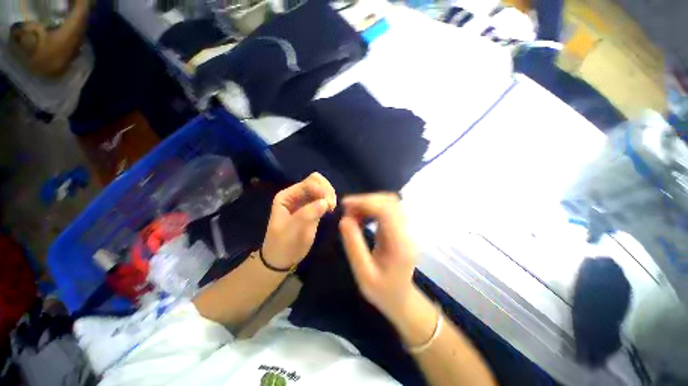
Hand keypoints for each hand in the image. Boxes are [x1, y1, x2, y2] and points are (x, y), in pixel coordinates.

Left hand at [262, 173, 335, 269]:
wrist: (281, 259)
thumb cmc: (284, 246)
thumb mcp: (293, 232)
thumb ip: (307, 215)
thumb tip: (325, 202)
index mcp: (286, 196)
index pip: (308, 183)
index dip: (321, 190)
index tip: (329, 206)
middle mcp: (295, 195)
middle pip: (316, 181)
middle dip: (326, 190)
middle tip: (331, 206)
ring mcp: (303, 200)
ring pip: (321, 187)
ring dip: (329, 195)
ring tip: (331, 209)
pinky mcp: (311, 207)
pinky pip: (322, 196)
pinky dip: (329, 200)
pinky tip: (330, 210)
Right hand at [339, 193, 416, 322]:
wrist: (401, 298)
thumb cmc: (382, 291)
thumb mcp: (363, 274)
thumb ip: (353, 246)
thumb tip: (344, 220)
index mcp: (400, 244)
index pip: (386, 211)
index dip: (365, 202)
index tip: (345, 204)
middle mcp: (406, 232)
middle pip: (389, 202)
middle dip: (366, 201)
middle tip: (346, 210)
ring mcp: (405, 228)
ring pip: (389, 203)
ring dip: (369, 203)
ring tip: (352, 214)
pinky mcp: (400, 228)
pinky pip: (387, 209)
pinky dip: (372, 208)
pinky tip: (361, 217)